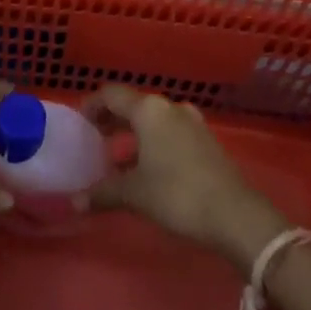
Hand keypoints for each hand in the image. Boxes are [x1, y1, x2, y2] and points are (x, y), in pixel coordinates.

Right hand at [84, 84, 286, 272]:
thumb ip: (103, 193)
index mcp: (148, 110)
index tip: (79, 123)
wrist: (235, 214)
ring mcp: (191, 122)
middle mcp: (169, 107)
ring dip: (133, 132)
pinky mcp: (205, 140)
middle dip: (112, 120)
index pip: (111, 94)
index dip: (92, 105)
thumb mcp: (135, 194)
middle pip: (133, 105)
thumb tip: (75, 201)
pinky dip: (152, 141)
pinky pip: (169, 131)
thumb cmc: (177, 194)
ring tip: (118, 156)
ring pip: (153, 119)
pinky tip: (148, 167)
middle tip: (95, 139)